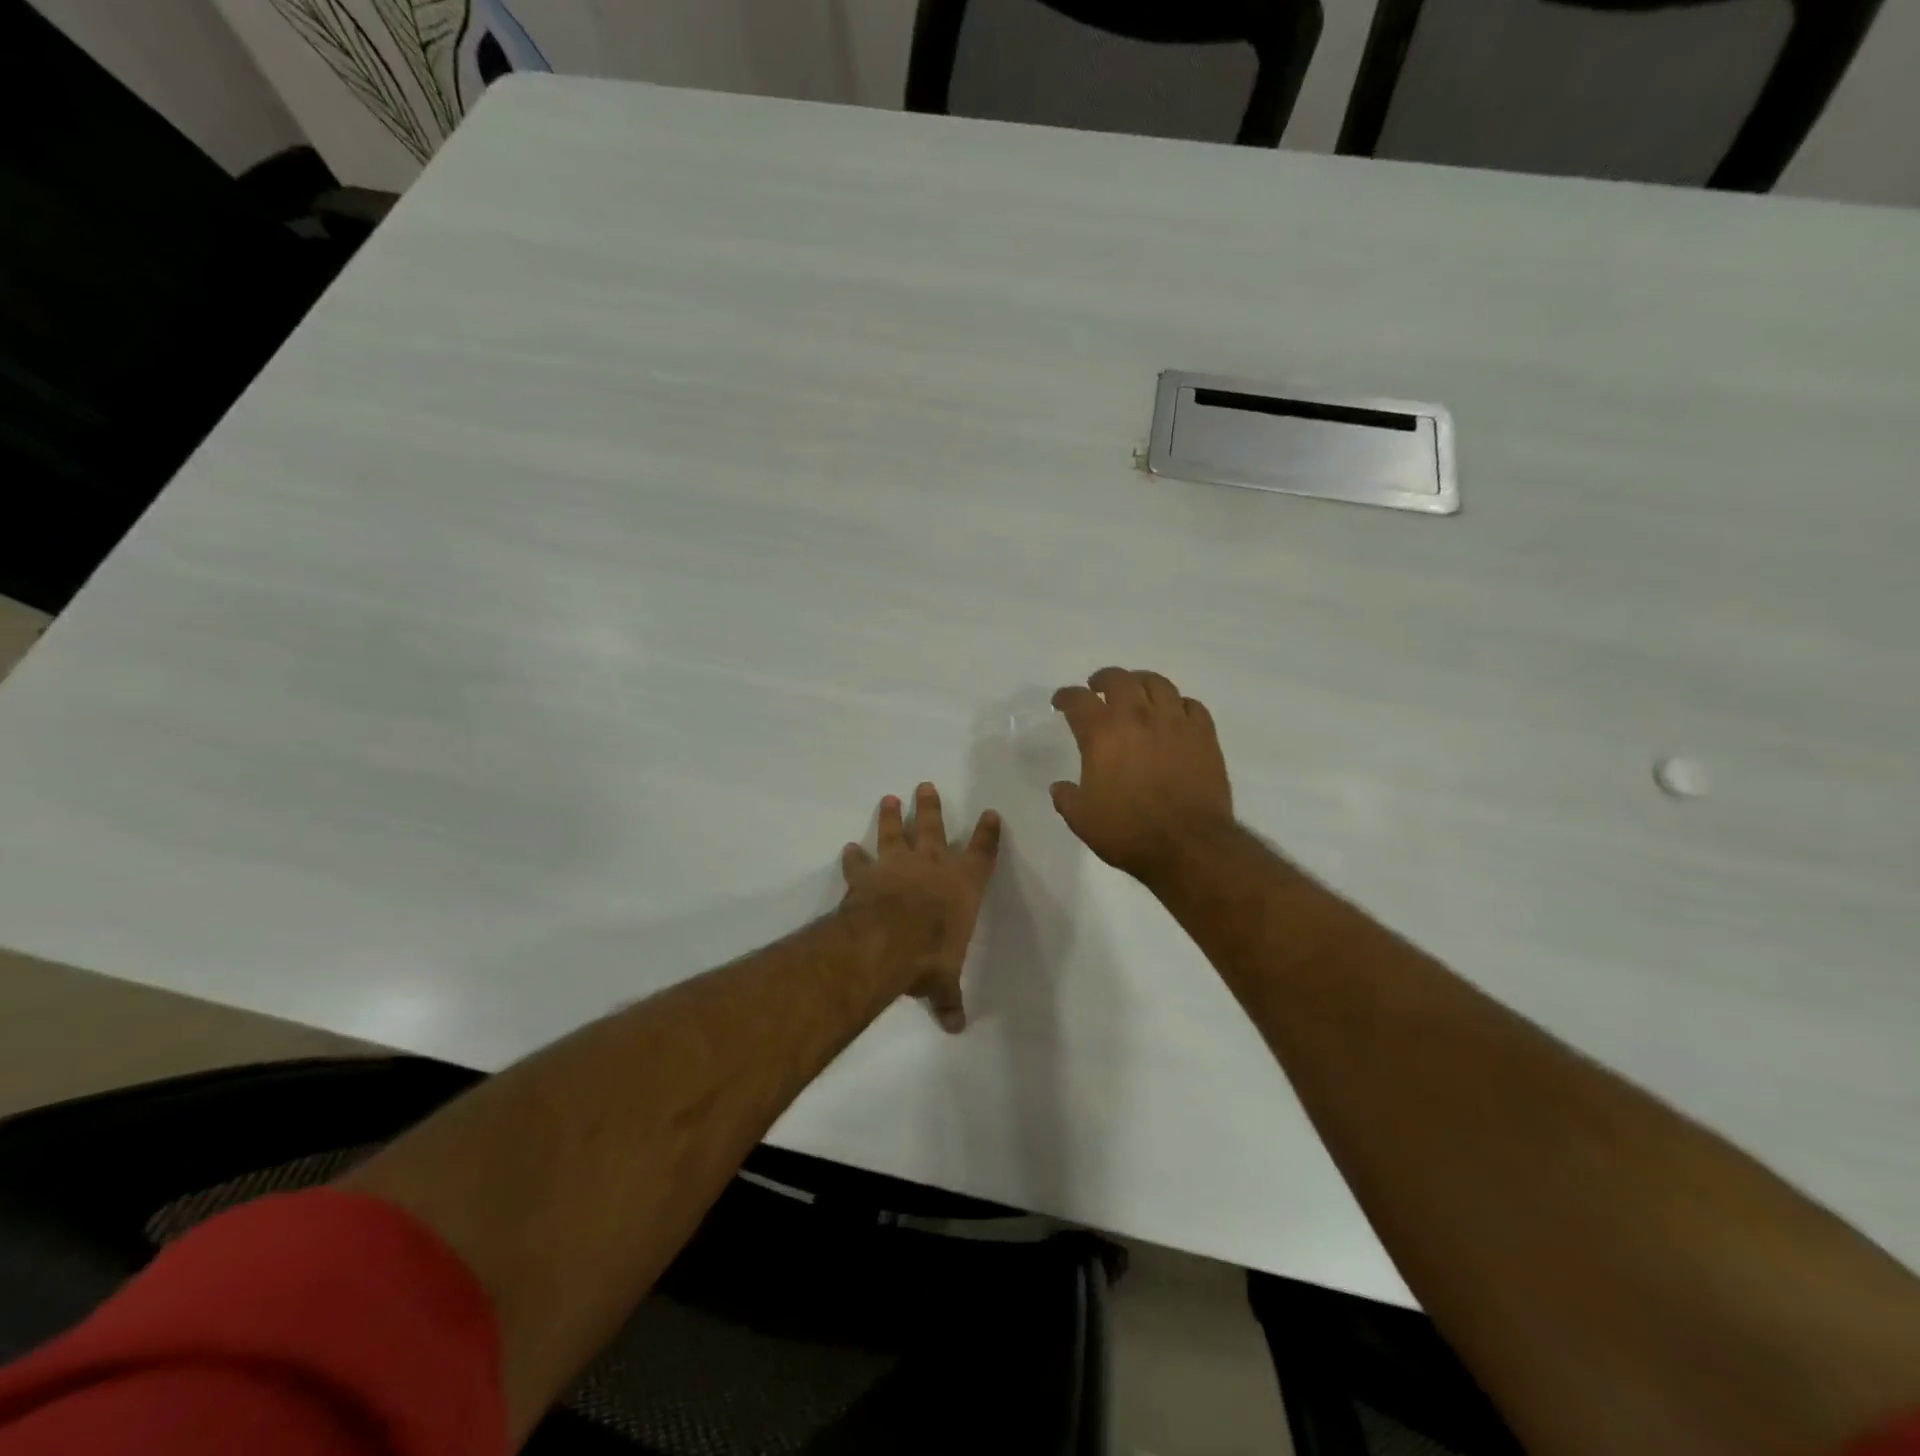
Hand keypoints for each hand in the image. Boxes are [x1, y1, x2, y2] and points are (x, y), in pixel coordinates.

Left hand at [841, 783, 1000, 1032]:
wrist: (889, 940)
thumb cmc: (931, 954)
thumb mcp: (943, 981)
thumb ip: (948, 998)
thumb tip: (955, 1027)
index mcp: (963, 885)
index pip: (982, 853)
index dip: (988, 834)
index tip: (991, 814)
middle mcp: (932, 866)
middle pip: (934, 827)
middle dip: (930, 807)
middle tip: (925, 785)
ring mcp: (897, 864)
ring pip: (896, 832)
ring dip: (893, 817)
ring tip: (890, 798)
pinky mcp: (868, 873)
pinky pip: (860, 861)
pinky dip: (854, 856)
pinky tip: (849, 848)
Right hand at [1050, 667, 1233, 884]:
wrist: (1187, 845)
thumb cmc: (1128, 832)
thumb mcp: (1082, 820)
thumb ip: (1067, 798)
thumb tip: (1060, 787)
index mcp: (1102, 733)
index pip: (1078, 700)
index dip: (1065, 697)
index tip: (1061, 702)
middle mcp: (1137, 717)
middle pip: (1119, 679)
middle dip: (1103, 680)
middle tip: (1098, 688)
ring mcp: (1174, 722)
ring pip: (1158, 683)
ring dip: (1141, 683)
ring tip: (1136, 692)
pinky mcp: (1204, 735)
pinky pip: (1191, 705)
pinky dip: (1178, 704)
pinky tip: (1174, 715)